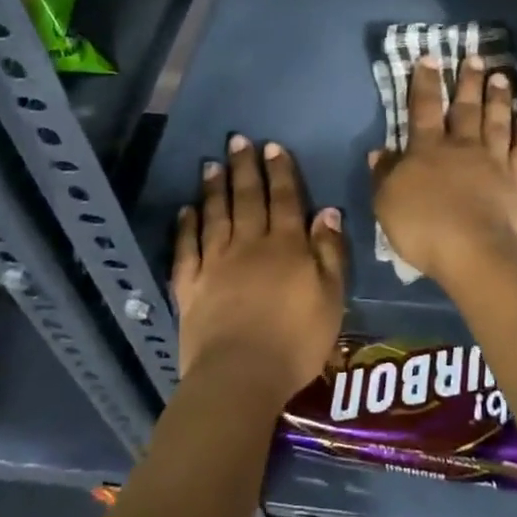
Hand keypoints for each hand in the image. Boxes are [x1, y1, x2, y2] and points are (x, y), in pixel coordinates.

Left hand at [171, 135, 344, 405]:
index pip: (285, 199)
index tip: (272, 146)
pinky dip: (186, 227)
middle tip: (238, 140)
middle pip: (248, 199)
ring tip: (211, 164)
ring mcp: (216, 264)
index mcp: (286, 246)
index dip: (280, 171)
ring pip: (216, 216)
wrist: (240, 377)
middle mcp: (250, 245)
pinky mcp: (191, 286)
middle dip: (245, 168)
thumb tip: (327, 211)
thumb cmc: (296, 340)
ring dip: (214, 188)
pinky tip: (185, 210)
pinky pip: (187, 249)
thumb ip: (329, 252)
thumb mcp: (331, 297)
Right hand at [370, 56, 516, 283]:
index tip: (431, 58)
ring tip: (501, 76)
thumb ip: (384, 175)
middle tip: (476, 57)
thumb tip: (380, 151)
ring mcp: (494, 162)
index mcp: (428, 150)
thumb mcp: (387, 203)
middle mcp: (463, 147)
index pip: (424, 108)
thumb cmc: (424, 227)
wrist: (475, 251)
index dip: (426, 82)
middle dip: (468, 82)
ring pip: (497, 122)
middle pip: (466, 109)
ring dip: (498, 98)